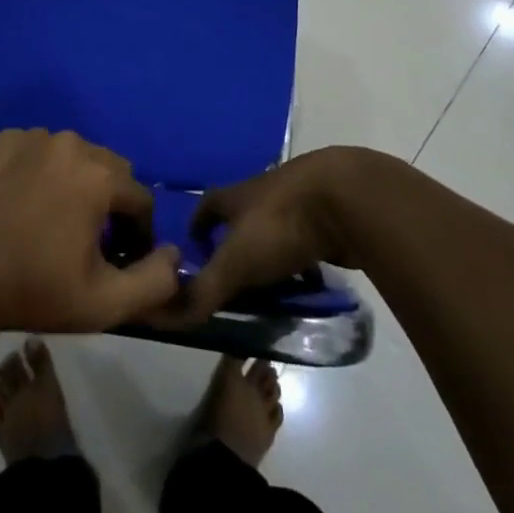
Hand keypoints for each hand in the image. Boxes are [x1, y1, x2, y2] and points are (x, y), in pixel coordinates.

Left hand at [0, 129, 179, 335]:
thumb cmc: (33, 289)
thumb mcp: (104, 303)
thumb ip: (154, 281)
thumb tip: (175, 254)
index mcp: (99, 176)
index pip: (140, 199)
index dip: (138, 233)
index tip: (120, 260)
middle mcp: (71, 143)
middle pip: (110, 170)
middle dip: (109, 203)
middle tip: (88, 241)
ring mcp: (33, 137)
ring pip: (74, 157)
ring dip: (76, 183)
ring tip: (54, 221)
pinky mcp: (3, 141)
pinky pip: (39, 151)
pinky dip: (41, 170)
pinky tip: (24, 203)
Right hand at [166, 147, 368, 323]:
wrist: (343, 199)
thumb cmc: (279, 224)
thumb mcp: (236, 261)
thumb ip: (206, 290)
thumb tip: (170, 316)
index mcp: (236, 196)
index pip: (206, 207)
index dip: (197, 227)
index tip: (193, 250)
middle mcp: (263, 195)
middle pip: (242, 221)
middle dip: (236, 249)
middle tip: (233, 285)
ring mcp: (297, 203)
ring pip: (277, 234)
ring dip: (271, 260)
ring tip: (270, 294)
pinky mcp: (327, 217)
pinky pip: (308, 245)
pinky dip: (305, 265)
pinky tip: (310, 288)